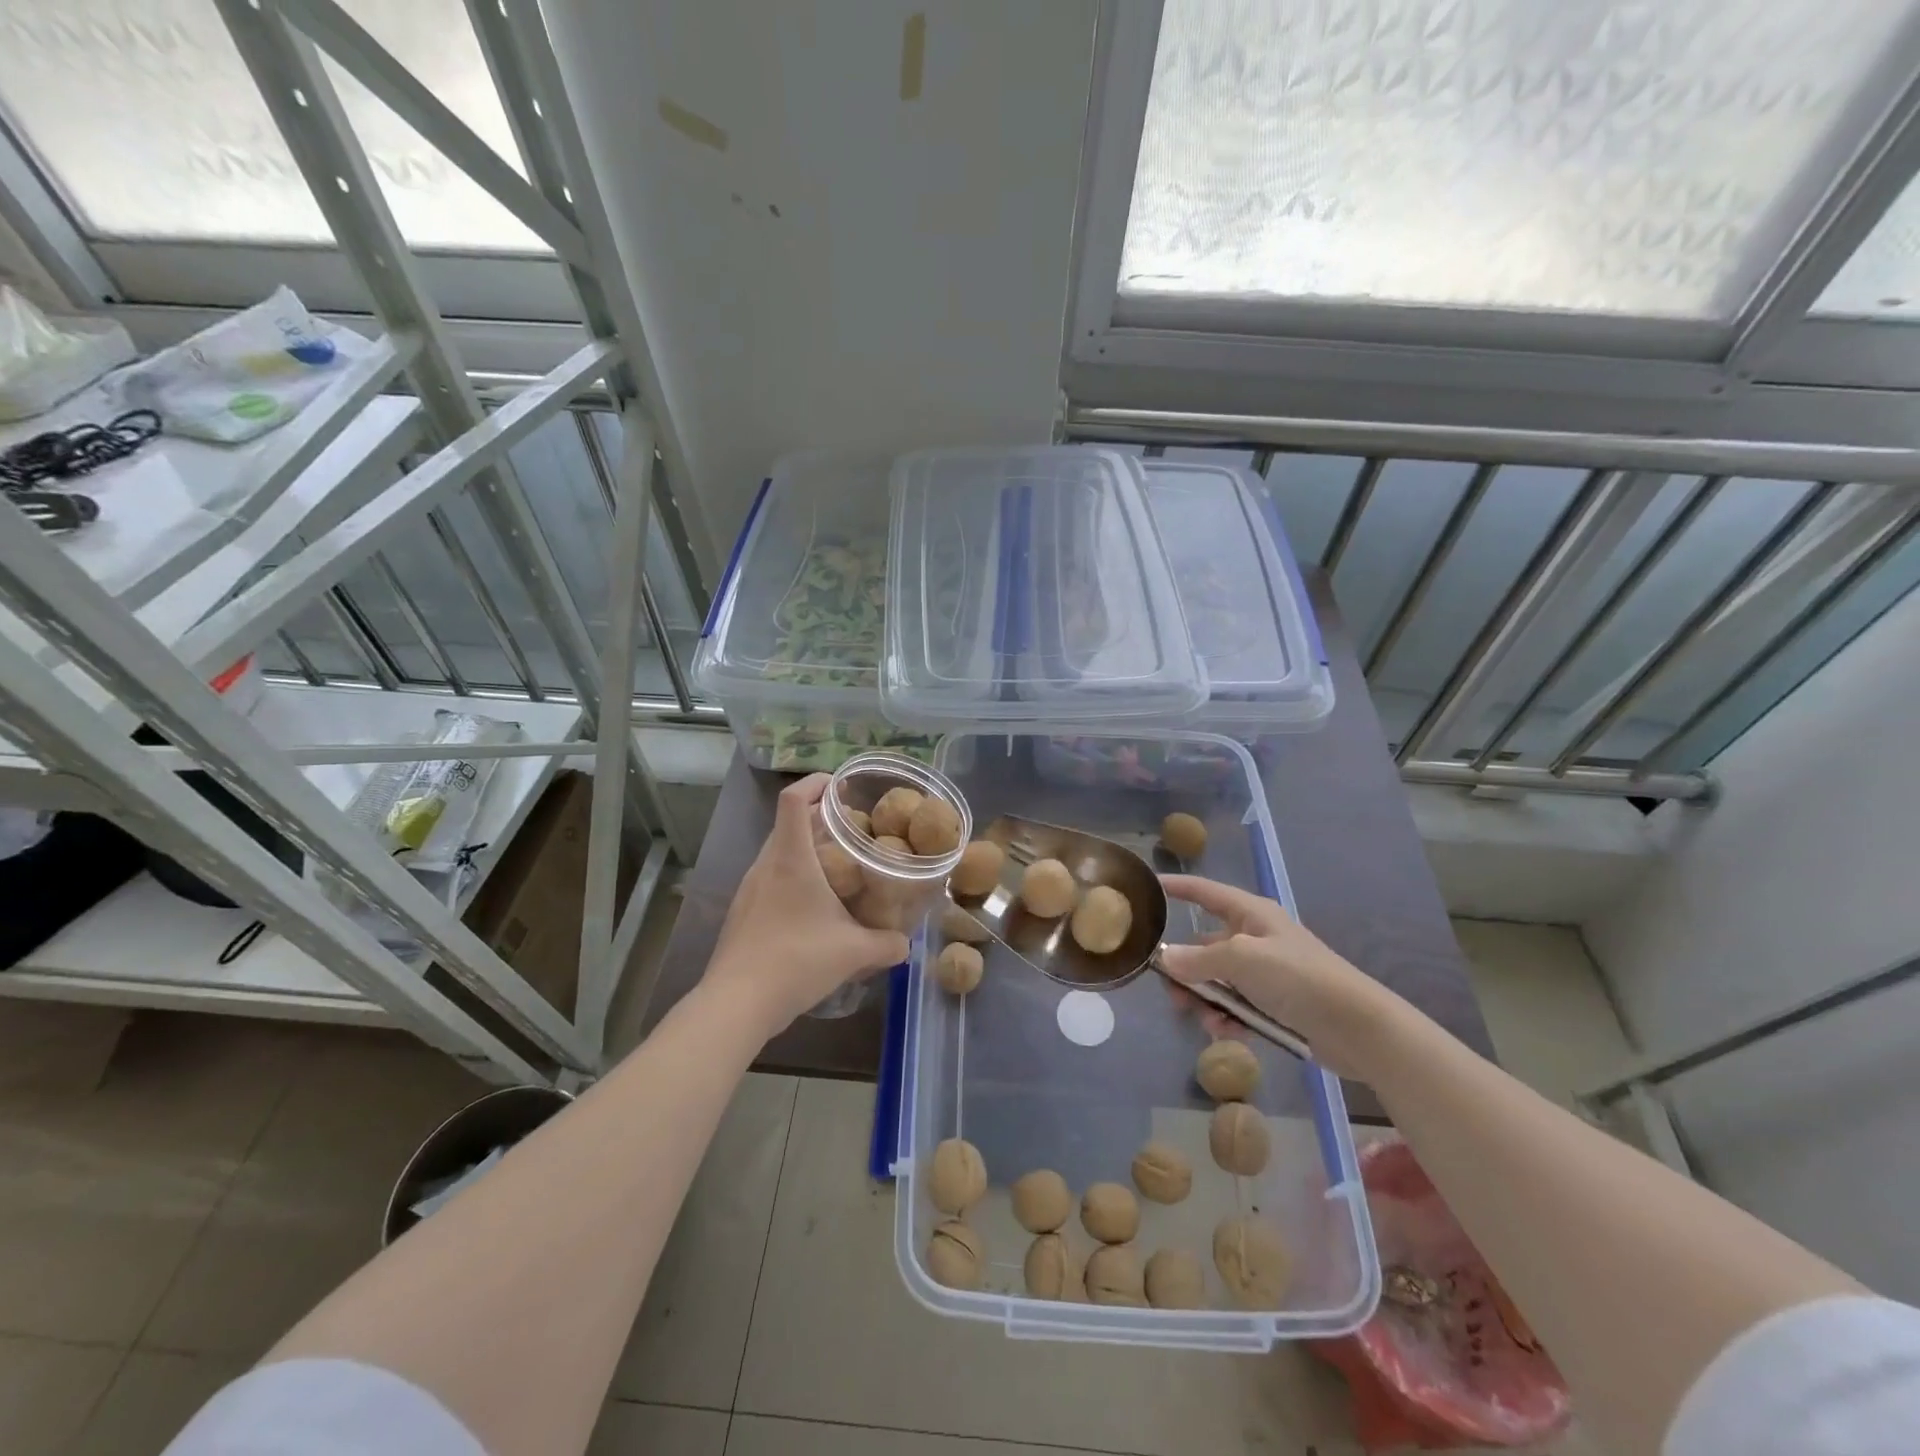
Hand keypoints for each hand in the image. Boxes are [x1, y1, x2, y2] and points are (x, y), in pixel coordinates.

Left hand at [705, 774, 909, 1035]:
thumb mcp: (853, 952)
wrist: (736, 1003)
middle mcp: (765, 865)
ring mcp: (749, 889)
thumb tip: (906, 944)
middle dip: (819, 819)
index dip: (815, 783)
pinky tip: (814, 908)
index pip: (793, 799)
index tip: (841, 786)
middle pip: (788, 824)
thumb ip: (887, 944)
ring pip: (778, 853)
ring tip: (838, 868)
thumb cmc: (796, 960)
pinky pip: (770, 879)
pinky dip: (793, 877)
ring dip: (806, 850)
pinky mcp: (742, 913)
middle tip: (853, 831)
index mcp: (790, 859)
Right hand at [1159, 874, 1400, 1079]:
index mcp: (1251, 914)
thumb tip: (1164, 959)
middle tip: (1170, 991)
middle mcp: (1255, 937)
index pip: (1205, 892)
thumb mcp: (1242, 960)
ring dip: (1205, 999)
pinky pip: (1236, 1005)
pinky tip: (1225, 1033)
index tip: (1148, 886)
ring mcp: (1266, 972)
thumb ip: (1199, 959)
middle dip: (1185, 967)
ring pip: (1217, 979)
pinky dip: (1226, 1018)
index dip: (1178, 887)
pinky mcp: (1275, 1004)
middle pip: (1205, 944)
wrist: (1358, 1028)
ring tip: (1202, 1020)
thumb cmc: (1299, 978)